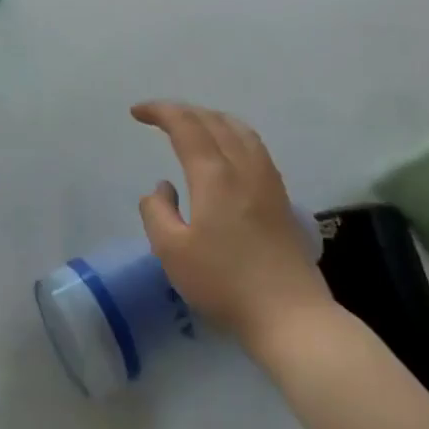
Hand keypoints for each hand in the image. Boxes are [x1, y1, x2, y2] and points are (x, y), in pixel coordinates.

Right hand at [132, 101, 334, 358]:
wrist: (291, 317)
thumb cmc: (225, 283)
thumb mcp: (171, 251)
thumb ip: (157, 211)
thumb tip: (163, 188)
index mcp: (214, 175)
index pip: (185, 125)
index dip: (160, 111)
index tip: (136, 113)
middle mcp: (243, 167)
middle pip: (213, 121)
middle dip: (182, 111)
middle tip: (157, 117)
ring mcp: (267, 181)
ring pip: (239, 129)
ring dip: (210, 118)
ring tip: (191, 126)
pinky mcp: (281, 198)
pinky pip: (253, 146)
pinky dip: (231, 133)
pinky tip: (225, 152)